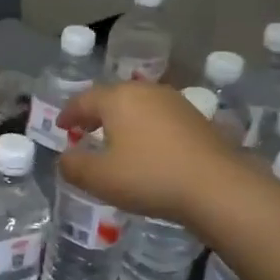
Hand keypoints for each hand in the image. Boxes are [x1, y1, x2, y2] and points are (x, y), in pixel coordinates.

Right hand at [56, 82, 238, 219]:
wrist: (218, 188)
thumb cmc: (149, 177)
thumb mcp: (99, 178)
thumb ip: (73, 166)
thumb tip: (65, 158)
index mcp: (118, 98)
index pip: (83, 99)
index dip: (68, 113)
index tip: (61, 127)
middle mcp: (146, 91)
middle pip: (112, 97)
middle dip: (95, 113)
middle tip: (84, 130)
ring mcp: (176, 103)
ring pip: (138, 105)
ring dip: (122, 120)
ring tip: (114, 140)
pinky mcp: (197, 119)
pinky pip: (159, 118)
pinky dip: (145, 129)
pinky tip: (146, 149)